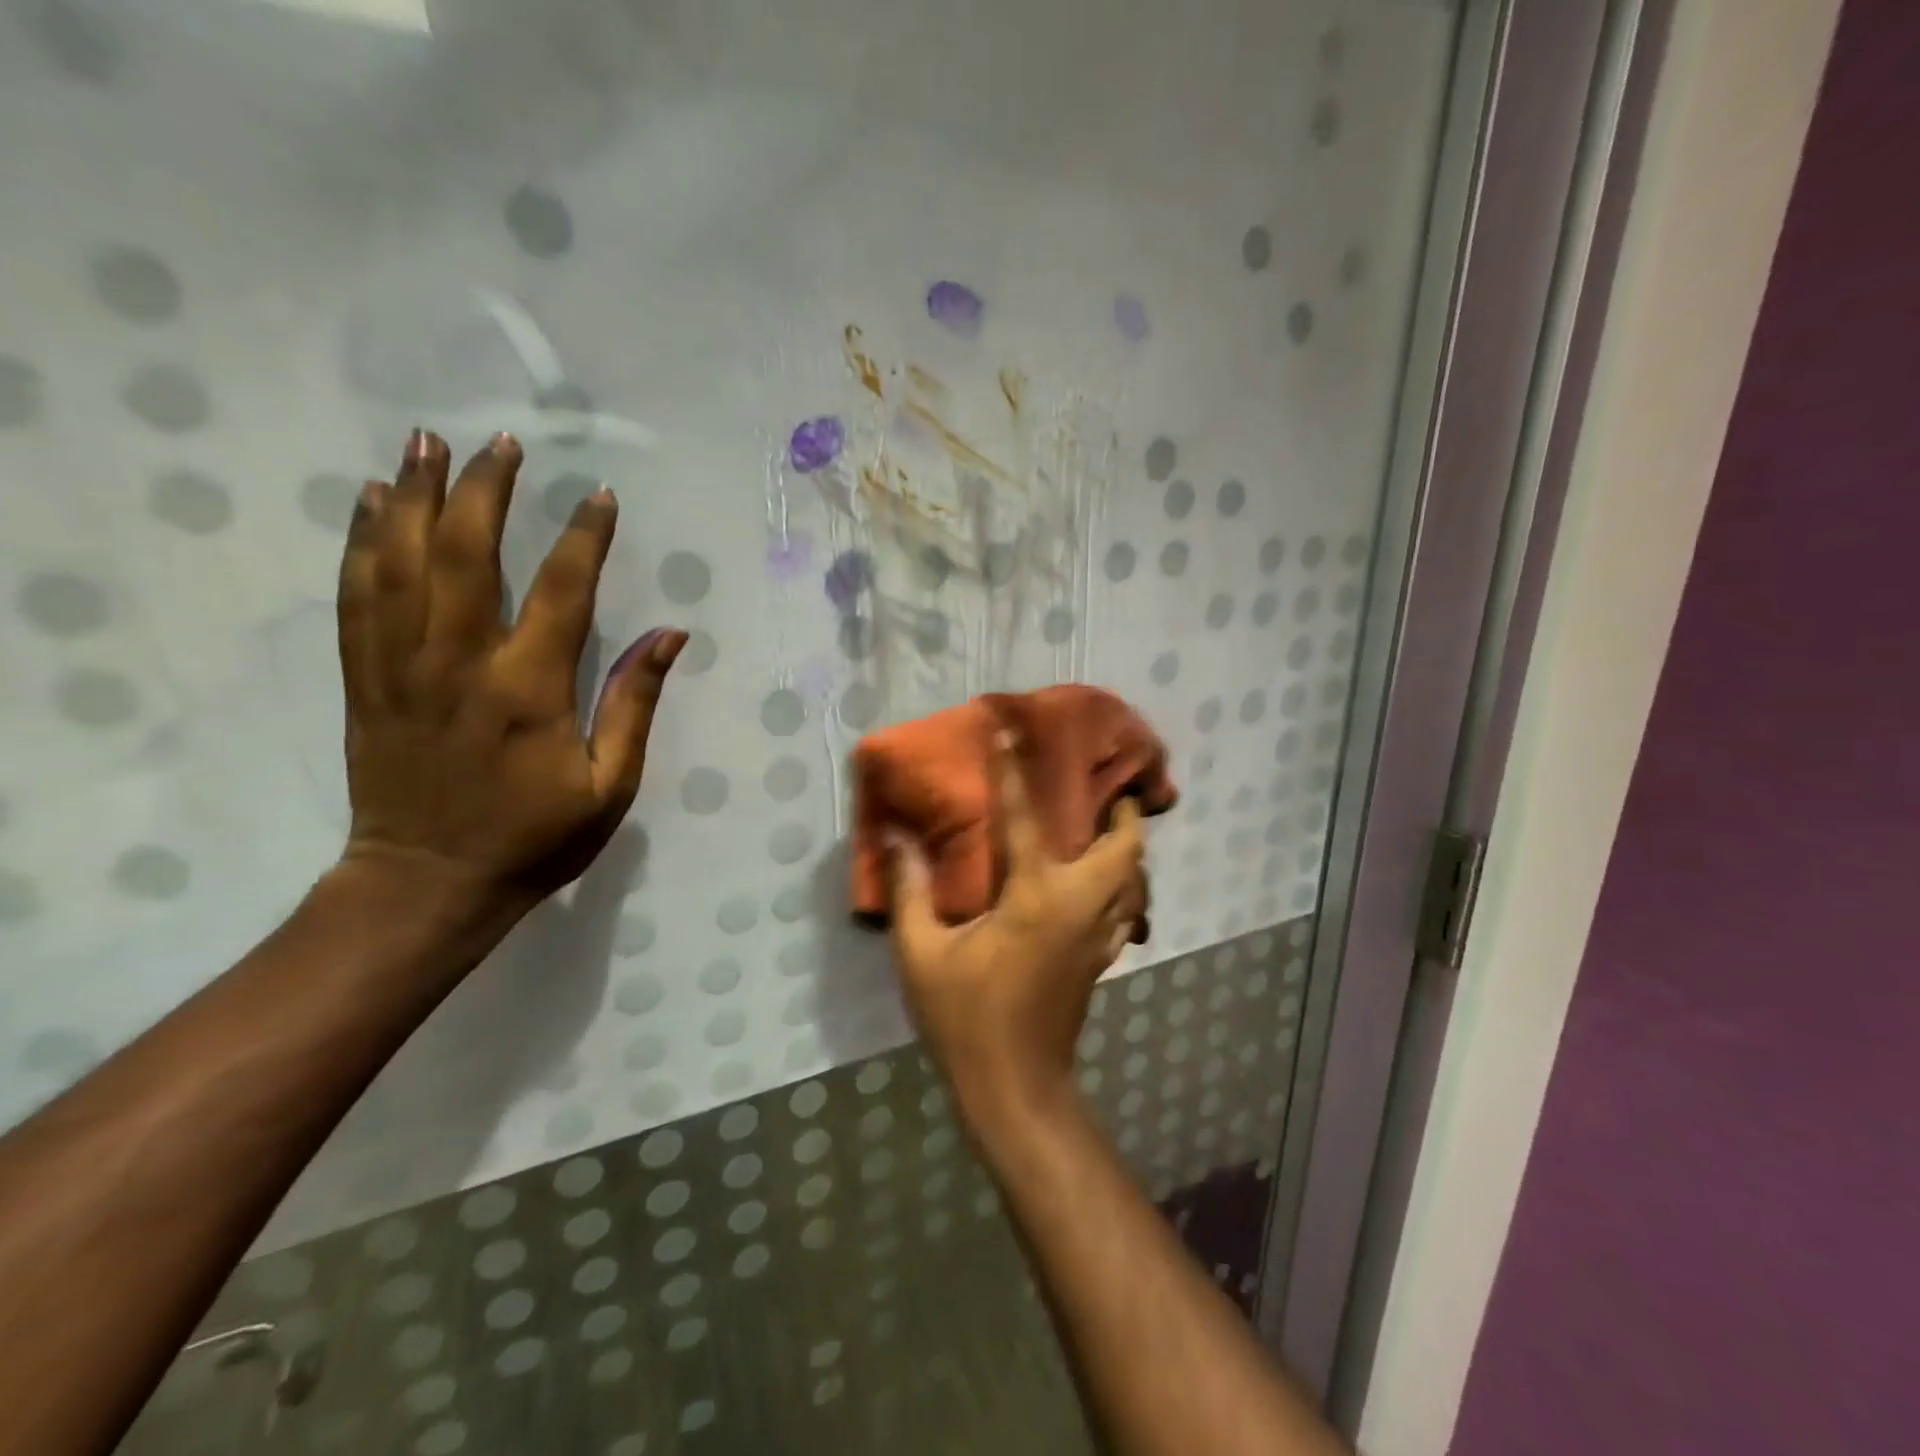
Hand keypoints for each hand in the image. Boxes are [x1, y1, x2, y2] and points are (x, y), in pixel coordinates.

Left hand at [336, 429, 684, 912]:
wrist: (429, 883)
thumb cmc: (535, 838)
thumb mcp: (610, 784)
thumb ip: (634, 704)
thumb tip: (670, 636)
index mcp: (528, 690)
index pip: (561, 592)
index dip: (583, 538)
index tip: (600, 496)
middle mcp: (459, 664)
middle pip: (464, 554)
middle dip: (483, 490)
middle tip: (501, 442)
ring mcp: (401, 668)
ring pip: (399, 562)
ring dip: (411, 495)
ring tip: (425, 441)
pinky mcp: (364, 680)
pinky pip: (355, 596)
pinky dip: (359, 541)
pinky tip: (367, 501)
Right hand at [889, 731, 1147, 1124]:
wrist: (1015, 1087)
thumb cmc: (966, 1017)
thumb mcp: (921, 954)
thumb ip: (910, 893)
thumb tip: (896, 842)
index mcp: (1035, 897)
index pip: (1025, 818)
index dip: (1013, 772)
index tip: (1009, 732)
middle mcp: (1079, 907)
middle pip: (1125, 850)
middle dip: (1123, 815)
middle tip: (1104, 793)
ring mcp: (1098, 936)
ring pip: (1136, 881)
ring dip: (1128, 850)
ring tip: (1108, 831)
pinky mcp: (1101, 960)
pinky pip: (1127, 909)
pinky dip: (1126, 886)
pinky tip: (1103, 887)